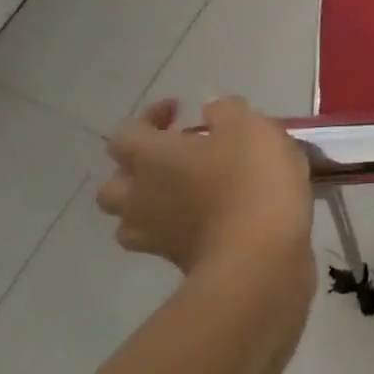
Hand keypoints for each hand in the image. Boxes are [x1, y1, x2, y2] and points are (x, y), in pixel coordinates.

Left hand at [98, 97, 311, 273]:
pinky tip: (214, 217)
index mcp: (150, 157)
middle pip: (115, 183)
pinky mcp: (177, 263)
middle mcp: (139, 196)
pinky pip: (166, 239)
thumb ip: (227, 111)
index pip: (128, 132)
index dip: (150, 118)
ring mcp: (154, 236)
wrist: (259, 256)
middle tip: (176, 157)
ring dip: (153, 203)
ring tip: (189, 192)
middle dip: (139, 168)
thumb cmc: (250, 180)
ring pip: (133, 218)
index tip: (180, 110)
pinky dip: (181, 227)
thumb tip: (212, 110)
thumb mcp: (249, 127)